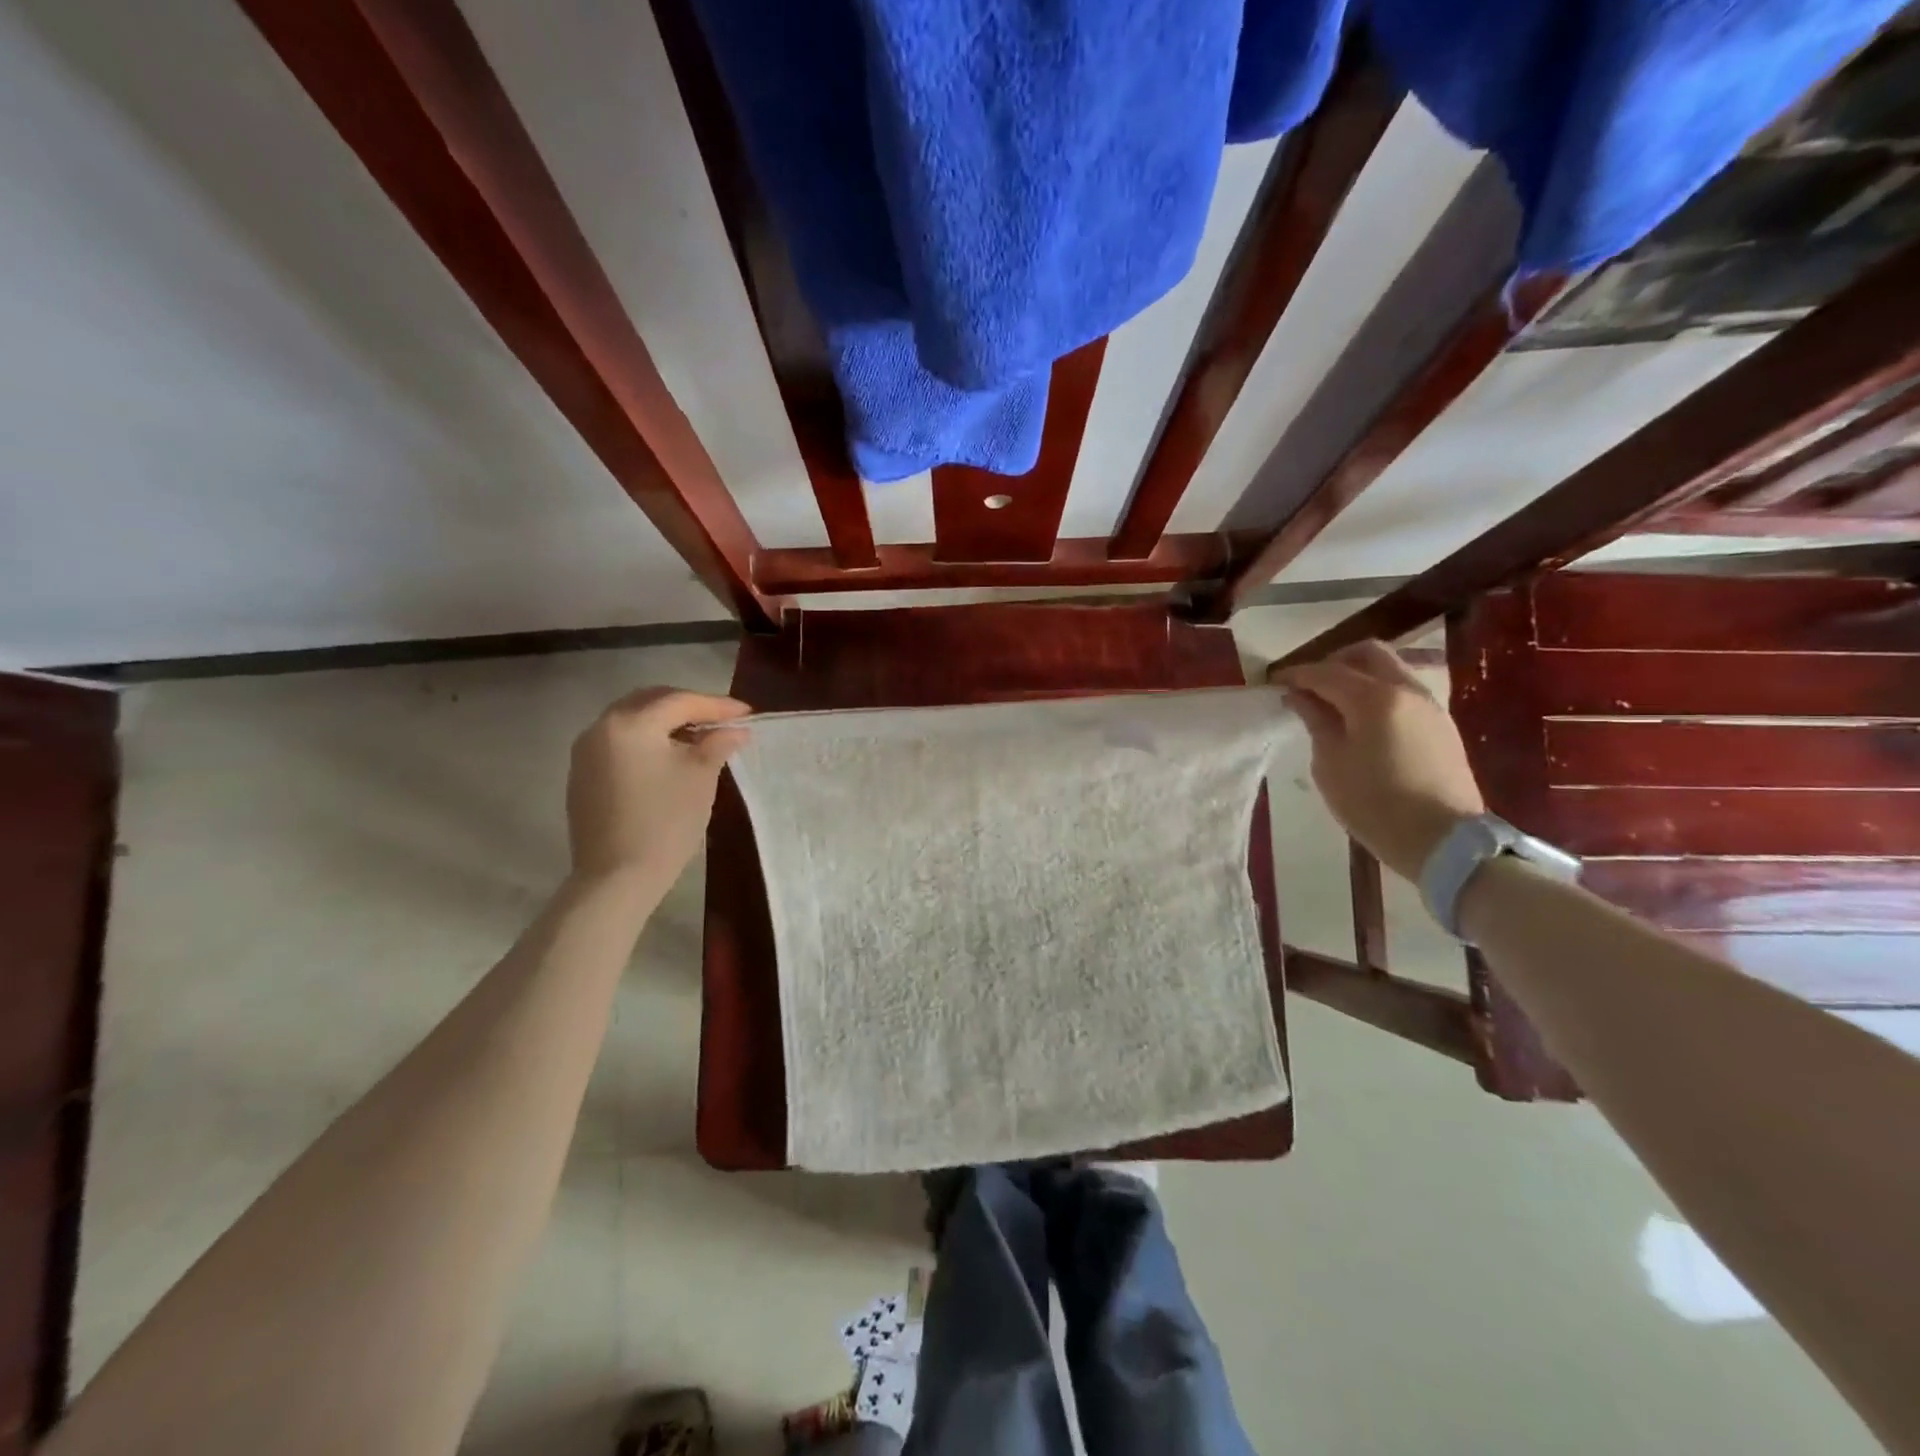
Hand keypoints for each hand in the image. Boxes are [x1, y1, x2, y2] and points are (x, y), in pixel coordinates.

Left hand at [565, 688, 749, 884]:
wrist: (616, 878)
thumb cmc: (665, 823)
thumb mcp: (700, 778)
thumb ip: (717, 744)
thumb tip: (735, 729)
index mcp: (630, 724)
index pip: (679, 701)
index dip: (717, 705)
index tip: (747, 712)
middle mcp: (600, 728)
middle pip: (650, 702)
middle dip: (688, 706)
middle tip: (721, 719)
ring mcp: (586, 753)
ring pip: (632, 721)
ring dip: (666, 723)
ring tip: (698, 736)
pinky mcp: (582, 776)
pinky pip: (619, 743)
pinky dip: (647, 740)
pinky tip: (668, 757)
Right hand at [1269, 641, 1485, 882]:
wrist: (1444, 841)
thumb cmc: (1375, 805)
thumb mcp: (1331, 764)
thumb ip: (1316, 721)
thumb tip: (1301, 697)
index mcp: (1375, 698)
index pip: (1327, 672)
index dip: (1296, 674)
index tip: (1274, 682)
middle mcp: (1406, 690)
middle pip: (1367, 654)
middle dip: (1333, 662)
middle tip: (1309, 685)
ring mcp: (1429, 706)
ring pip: (1390, 669)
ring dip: (1359, 676)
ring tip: (1333, 703)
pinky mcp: (1441, 724)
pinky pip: (1403, 691)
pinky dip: (1378, 692)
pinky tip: (1362, 720)